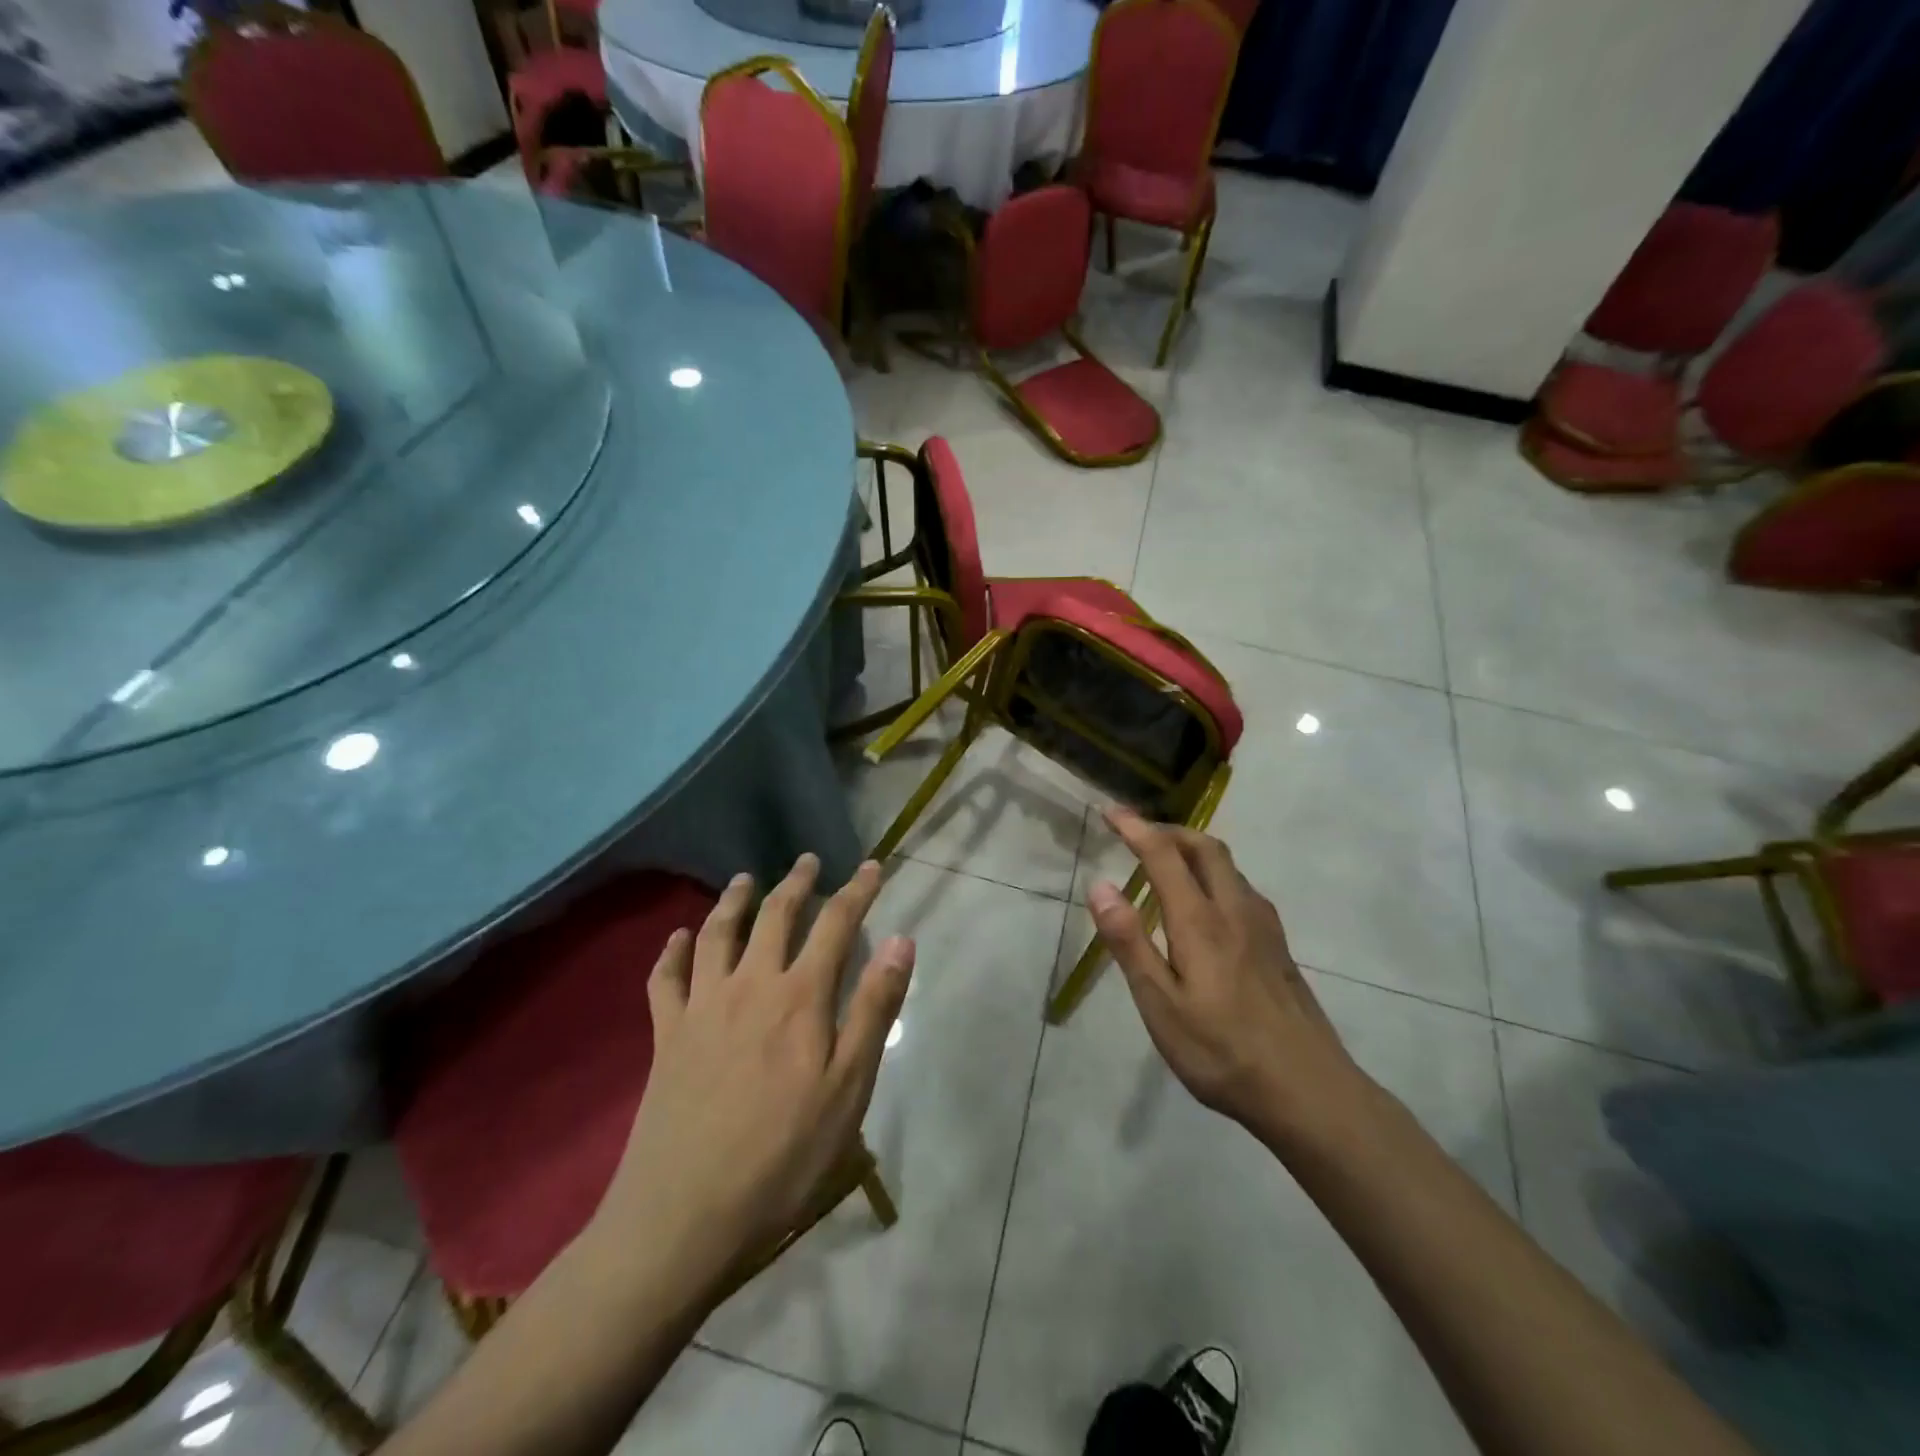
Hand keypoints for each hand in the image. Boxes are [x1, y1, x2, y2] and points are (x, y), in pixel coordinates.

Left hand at [592, 855, 913, 1281]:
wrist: (684, 1219)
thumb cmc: (783, 1158)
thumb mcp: (849, 1089)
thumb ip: (873, 1009)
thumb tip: (900, 941)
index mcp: (799, 998)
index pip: (835, 924)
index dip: (857, 890)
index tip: (872, 866)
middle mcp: (749, 986)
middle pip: (774, 917)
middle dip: (796, 883)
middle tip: (808, 861)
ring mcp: (701, 1008)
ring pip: (717, 934)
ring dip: (734, 900)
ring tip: (746, 880)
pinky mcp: (666, 1037)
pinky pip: (665, 979)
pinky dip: (672, 951)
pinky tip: (677, 937)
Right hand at [1088, 809, 1364, 1145]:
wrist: (1310, 1092)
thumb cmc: (1223, 1052)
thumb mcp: (1161, 1005)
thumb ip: (1130, 943)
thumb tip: (1099, 886)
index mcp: (1201, 921)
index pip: (1164, 855)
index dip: (1135, 828)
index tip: (1110, 811)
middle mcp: (1236, 910)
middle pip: (1206, 847)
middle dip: (1169, 830)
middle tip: (1137, 834)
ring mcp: (1264, 927)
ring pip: (1229, 866)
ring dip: (1195, 850)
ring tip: (1167, 864)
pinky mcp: (1279, 946)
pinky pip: (1242, 889)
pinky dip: (1215, 875)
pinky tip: (1207, 906)